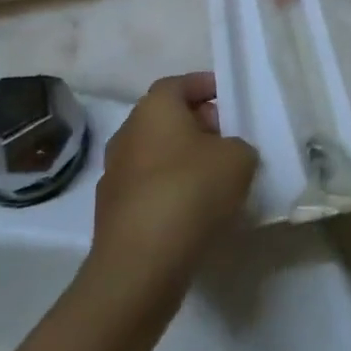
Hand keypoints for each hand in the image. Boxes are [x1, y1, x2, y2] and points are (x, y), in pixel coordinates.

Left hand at [88, 73, 257, 311]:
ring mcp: (114, 174)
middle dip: (198, 125)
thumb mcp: (238, 158)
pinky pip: (148, 189)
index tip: (229, 99)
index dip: (206, 87)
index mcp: (154, 108)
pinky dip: (169, 191)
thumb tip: (228, 154)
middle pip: (167, 119)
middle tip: (228, 140)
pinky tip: (193, 213)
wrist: (139, 266)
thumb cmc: (190, 192)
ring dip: (183, 161)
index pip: (180, 83)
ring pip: (156, 155)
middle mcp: (127, 133)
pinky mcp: (111, 213)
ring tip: (215, 180)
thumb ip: (239, 146)